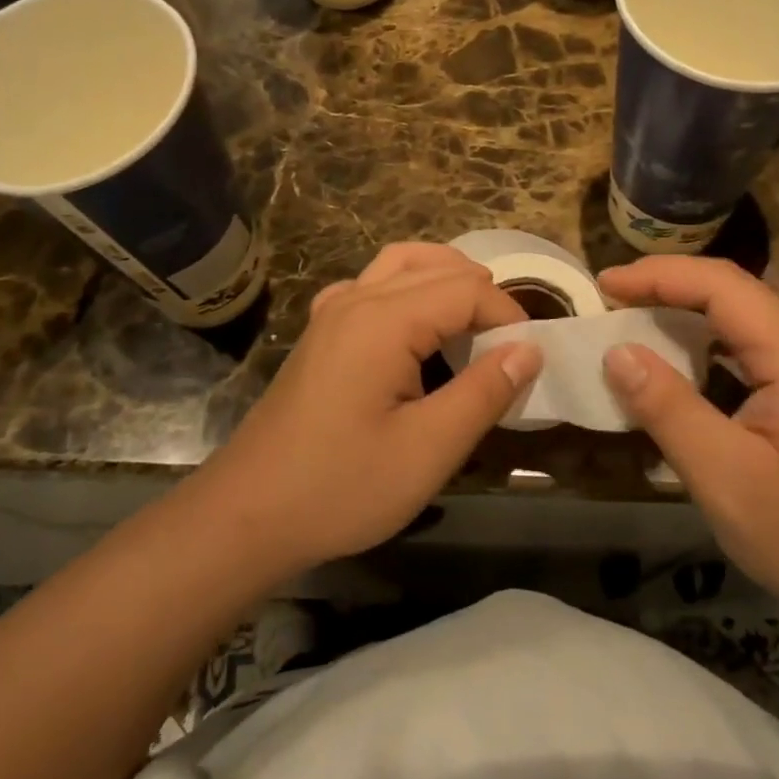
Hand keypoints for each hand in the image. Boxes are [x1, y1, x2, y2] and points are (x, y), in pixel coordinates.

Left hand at [191, 243, 542, 576]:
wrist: (247, 514)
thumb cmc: (341, 487)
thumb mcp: (428, 450)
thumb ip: (484, 392)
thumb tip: (531, 349)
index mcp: (385, 319)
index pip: (468, 289)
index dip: (509, 318)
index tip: (529, 362)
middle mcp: (357, 297)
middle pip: (438, 266)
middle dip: (483, 297)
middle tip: (507, 349)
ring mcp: (332, 311)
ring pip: (402, 264)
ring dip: (446, 281)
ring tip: (474, 326)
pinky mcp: (320, 331)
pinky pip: (372, 284)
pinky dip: (408, 289)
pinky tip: (414, 330)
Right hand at [598, 256, 778, 624]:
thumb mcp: (726, 479)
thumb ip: (668, 408)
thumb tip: (616, 352)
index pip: (721, 284)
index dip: (657, 275)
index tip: (604, 284)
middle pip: (735, 289)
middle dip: (668, 287)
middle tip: (611, 302)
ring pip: (746, 313)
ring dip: (688, 311)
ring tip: (635, 321)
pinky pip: (757, 341)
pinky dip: (711, 340)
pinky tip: (684, 360)